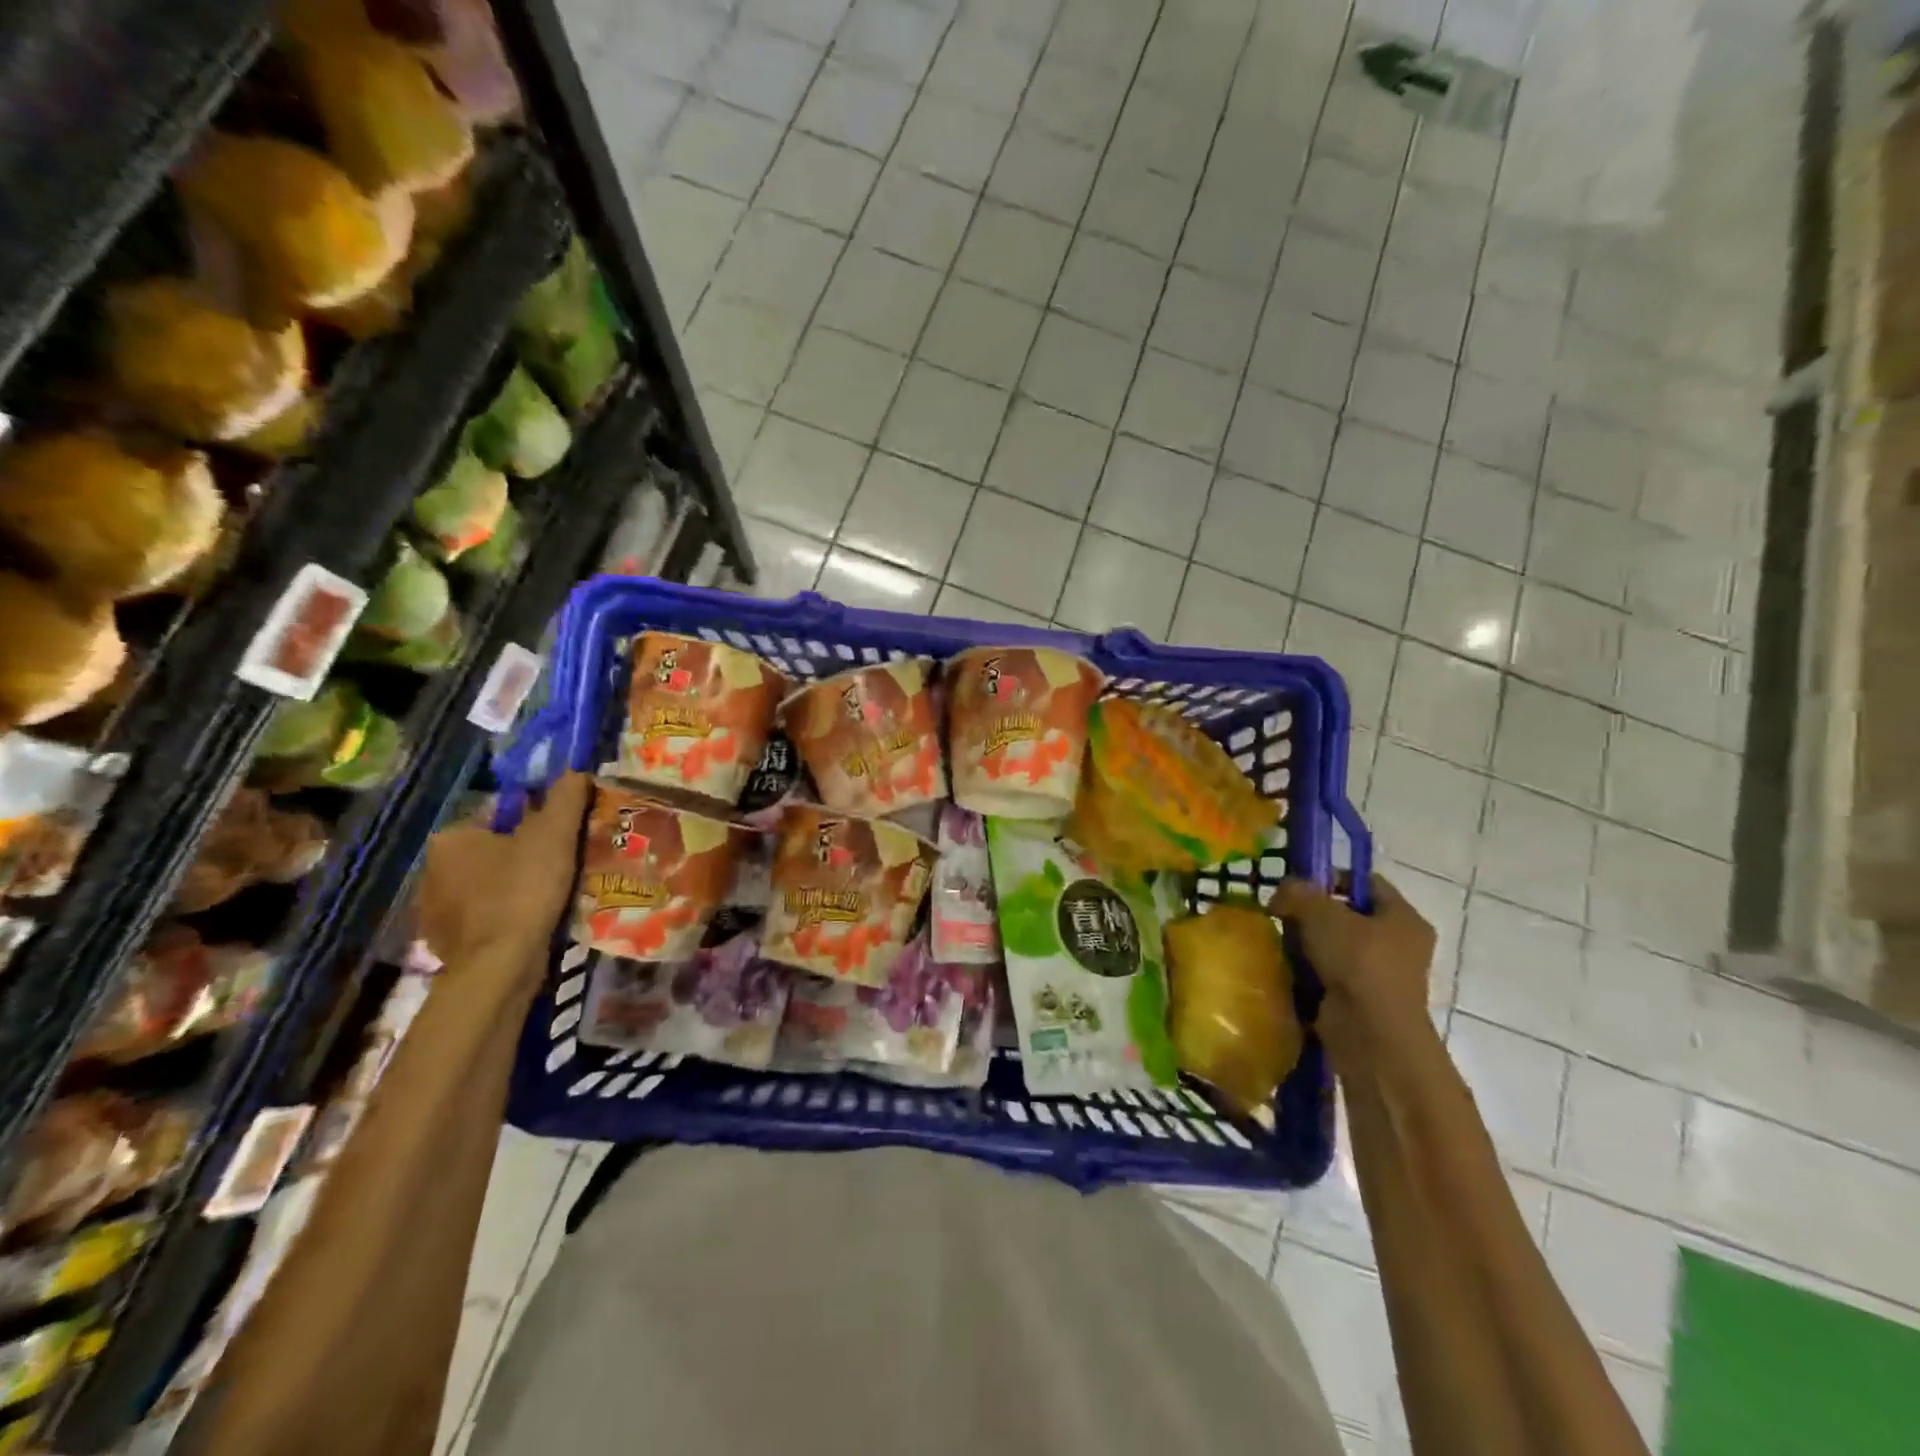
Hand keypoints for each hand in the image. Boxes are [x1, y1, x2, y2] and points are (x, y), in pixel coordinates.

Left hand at [415, 772, 589, 978]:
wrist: (500, 965)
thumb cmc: (524, 890)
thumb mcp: (554, 834)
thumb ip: (565, 797)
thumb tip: (575, 772)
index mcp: (451, 838)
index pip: (499, 818)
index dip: (535, 825)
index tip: (562, 840)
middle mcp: (432, 870)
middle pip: (493, 852)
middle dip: (523, 857)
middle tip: (563, 867)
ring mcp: (434, 910)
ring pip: (487, 887)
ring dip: (515, 889)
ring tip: (552, 897)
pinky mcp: (445, 944)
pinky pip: (484, 918)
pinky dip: (506, 918)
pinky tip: (532, 924)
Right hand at [1269, 874, 1437, 1073]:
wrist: (1370, 1034)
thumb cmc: (1357, 962)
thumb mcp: (1321, 913)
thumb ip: (1298, 893)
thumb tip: (1282, 892)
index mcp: (1403, 917)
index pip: (1367, 883)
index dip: (1332, 877)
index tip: (1299, 884)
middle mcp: (1400, 945)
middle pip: (1349, 916)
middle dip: (1313, 915)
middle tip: (1283, 914)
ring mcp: (1382, 977)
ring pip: (1336, 948)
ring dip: (1308, 945)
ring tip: (1281, 943)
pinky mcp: (1362, 1003)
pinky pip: (1330, 976)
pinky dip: (1309, 973)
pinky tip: (1288, 970)